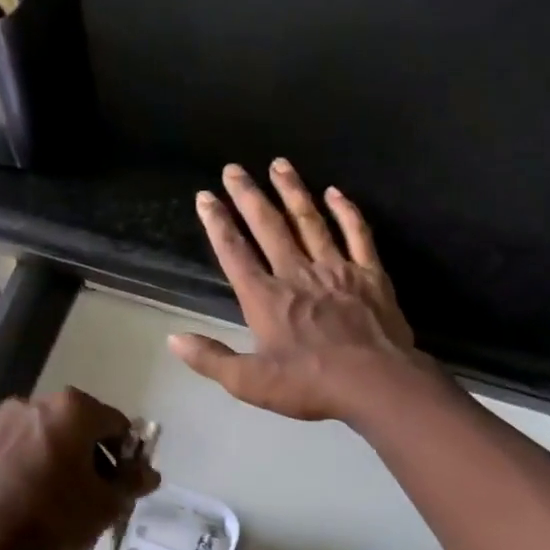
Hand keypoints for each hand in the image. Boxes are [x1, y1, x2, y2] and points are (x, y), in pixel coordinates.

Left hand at [0, 388, 159, 549]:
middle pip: (78, 426)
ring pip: (45, 437)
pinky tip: (30, 499)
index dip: (127, 455)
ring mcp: (0, 421)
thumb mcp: (106, 505)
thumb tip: (149, 473)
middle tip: (96, 493)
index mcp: (72, 409)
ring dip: (60, 460)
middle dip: (92, 456)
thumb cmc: (54, 517)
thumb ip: (132, 483)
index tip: (124, 484)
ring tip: (61, 500)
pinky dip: (30, 466)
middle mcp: (35, 403)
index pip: (116, 424)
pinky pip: (17, 450)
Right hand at [170, 160, 423, 420]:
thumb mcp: (250, 382)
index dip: (217, 223)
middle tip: (234, 168)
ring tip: (279, 164)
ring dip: (292, 191)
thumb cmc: (309, 385)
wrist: (375, 383)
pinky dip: (345, 210)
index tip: (205, 197)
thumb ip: (211, 359)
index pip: (235, 253)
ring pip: (310, 221)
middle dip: (248, 196)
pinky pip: (356, 233)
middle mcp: (297, 273)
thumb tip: (174, 339)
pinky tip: (334, 192)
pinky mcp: (369, 274)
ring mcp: (336, 269)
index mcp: (265, 299)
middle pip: (269, 226)